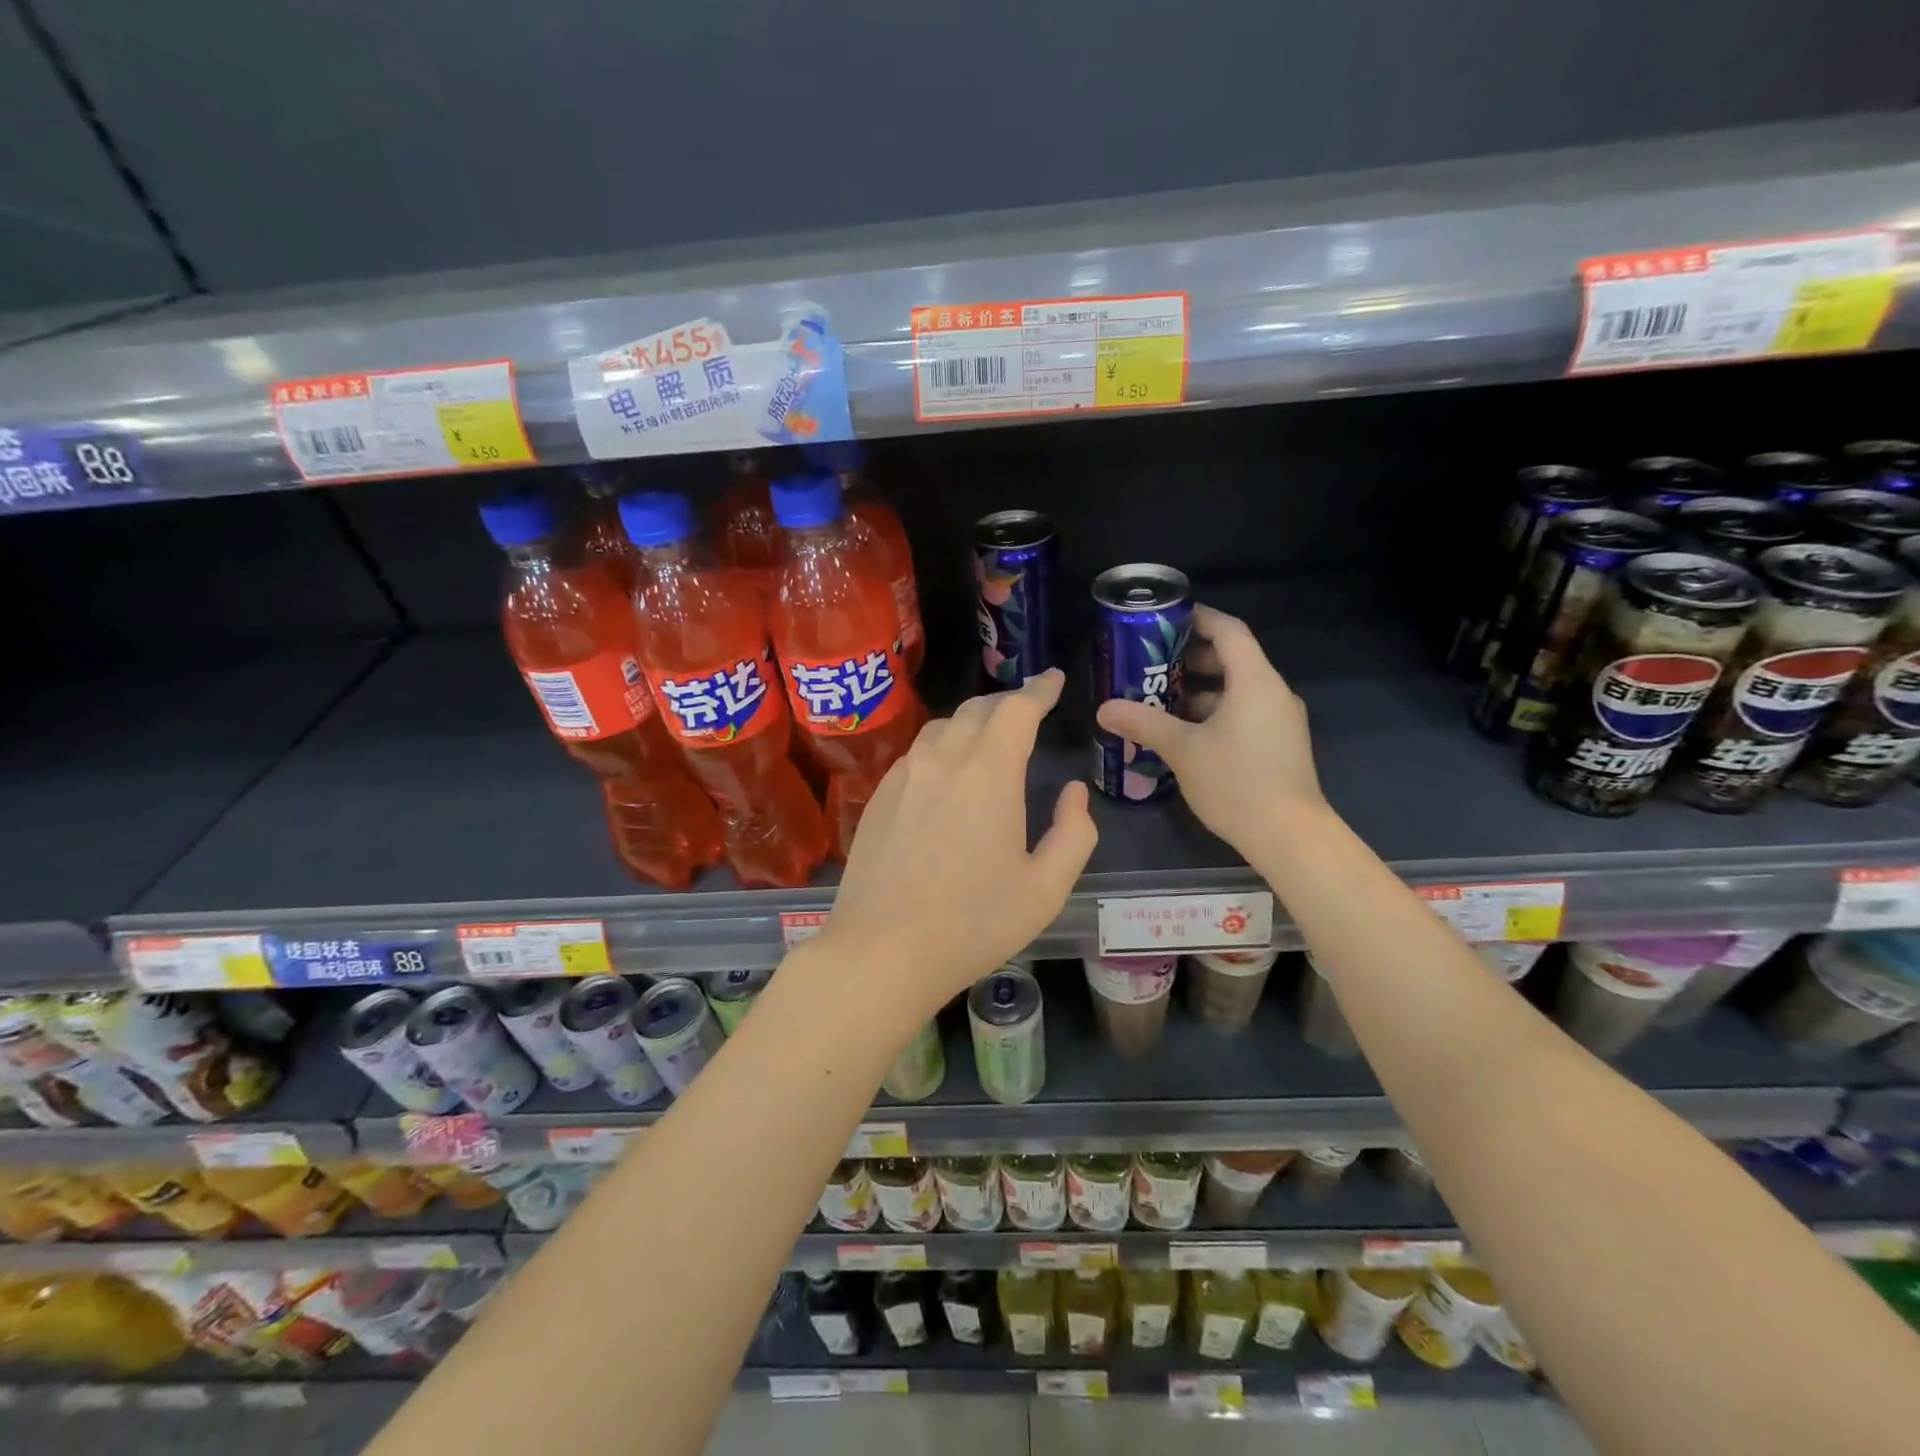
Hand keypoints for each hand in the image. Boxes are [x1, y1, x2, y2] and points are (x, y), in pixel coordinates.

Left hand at [820, 670, 1097, 1017]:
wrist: (881, 952)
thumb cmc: (972, 925)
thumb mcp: (1045, 890)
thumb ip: (1074, 834)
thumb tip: (1073, 792)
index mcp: (988, 775)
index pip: (1017, 710)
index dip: (1040, 690)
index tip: (1054, 679)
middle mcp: (942, 761)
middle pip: (977, 709)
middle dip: (1008, 702)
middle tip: (1029, 709)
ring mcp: (904, 776)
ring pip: (943, 726)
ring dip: (972, 721)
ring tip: (990, 736)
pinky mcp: (879, 796)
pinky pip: (917, 752)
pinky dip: (943, 745)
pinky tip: (948, 771)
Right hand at [1095, 605, 1326, 857]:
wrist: (1289, 835)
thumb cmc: (1236, 782)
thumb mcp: (1183, 750)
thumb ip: (1144, 723)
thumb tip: (1104, 709)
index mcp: (1255, 681)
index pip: (1228, 630)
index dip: (1197, 618)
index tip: (1164, 619)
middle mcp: (1273, 692)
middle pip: (1233, 658)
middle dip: (1191, 657)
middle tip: (1152, 663)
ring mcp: (1280, 719)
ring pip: (1237, 689)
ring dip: (1200, 689)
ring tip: (1160, 700)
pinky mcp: (1279, 744)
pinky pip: (1244, 712)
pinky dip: (1215, 712)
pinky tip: (1185, 734)